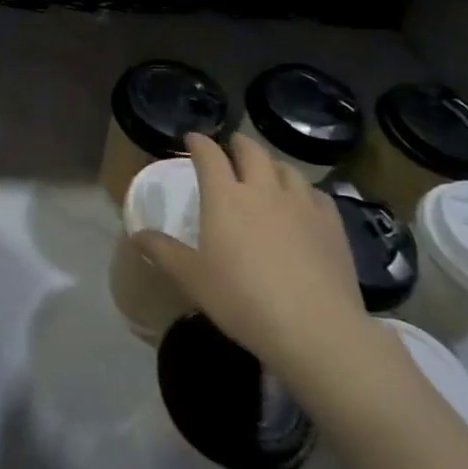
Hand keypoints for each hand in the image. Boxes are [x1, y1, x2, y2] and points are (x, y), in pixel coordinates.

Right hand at [134, 134, 368, 370]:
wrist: (315, 328)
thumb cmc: (243, 301)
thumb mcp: (193, 279)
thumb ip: (164, 252)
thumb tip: (136, 234)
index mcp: (225, 197)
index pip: (209, 155)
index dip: (199, 143)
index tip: (192, 139)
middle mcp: (263, 189)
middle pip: (251, 151)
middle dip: (238, 144)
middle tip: (232, 147)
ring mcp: (301, 204)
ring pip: (286, 168)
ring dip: (271, 164)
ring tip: (267, 172)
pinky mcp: (331, 224)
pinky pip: (316, 194)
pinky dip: (303, 191)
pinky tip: (303, 203)